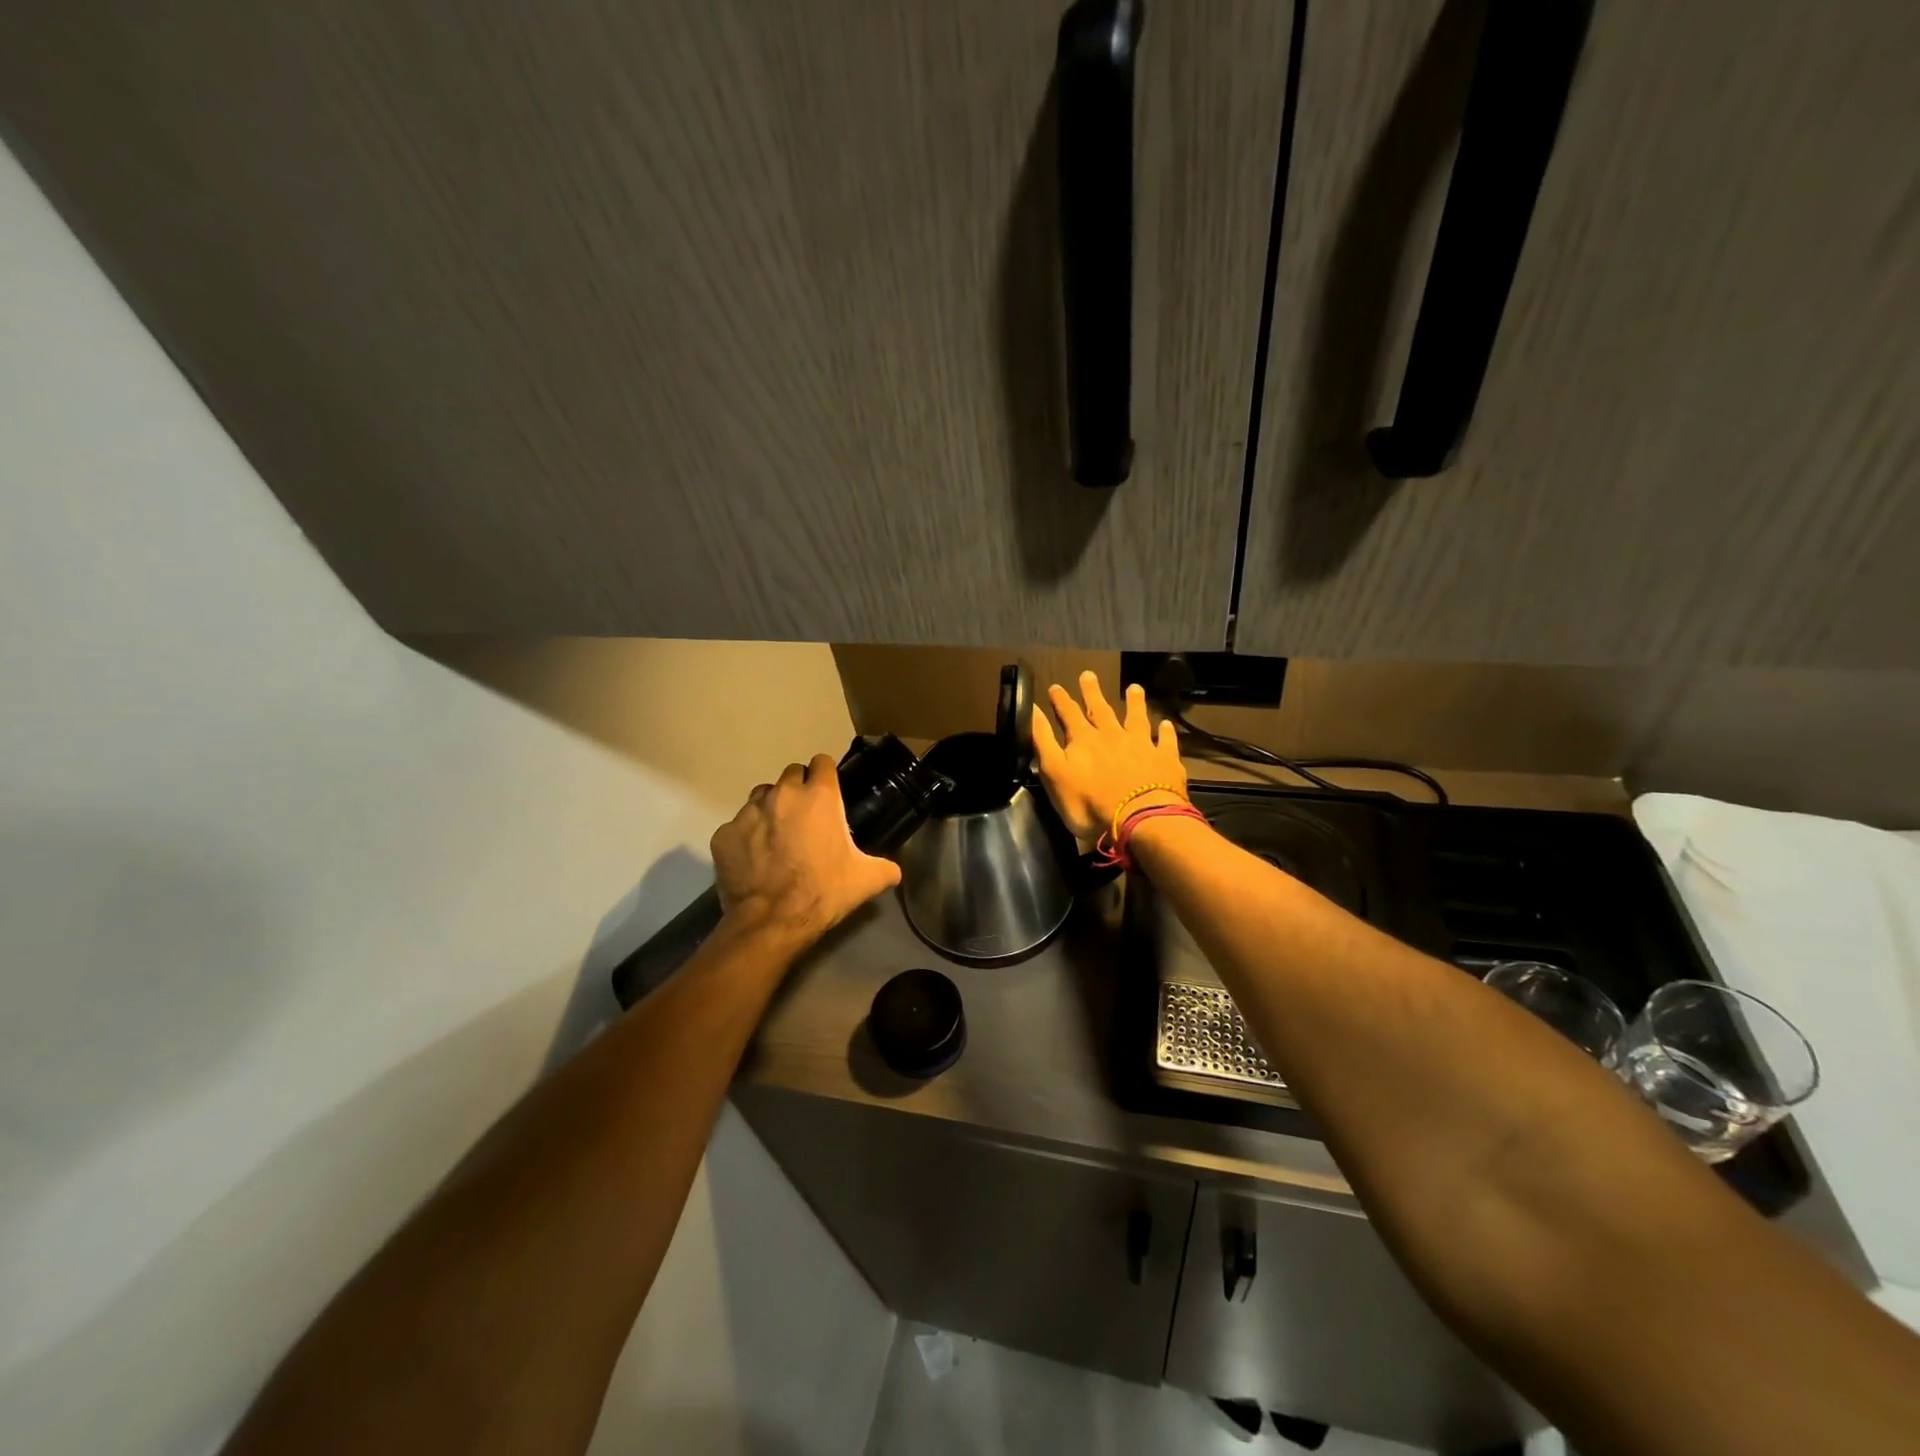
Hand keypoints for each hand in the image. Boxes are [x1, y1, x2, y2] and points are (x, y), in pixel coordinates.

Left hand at [711, 754, 901, 943]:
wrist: (771, 922)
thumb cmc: (823, 892)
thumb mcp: (866, 881)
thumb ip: (885, 868)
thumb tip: (895, 871)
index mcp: (819, 797)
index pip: (822, 762)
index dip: (826, 775)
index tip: (828, 791)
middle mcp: (782, 794)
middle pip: (791, 774)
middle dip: (798, 789)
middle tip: (805, 816)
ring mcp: (748, 812)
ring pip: (761, 796)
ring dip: (770, 808)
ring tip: (777, 835)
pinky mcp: (724, 834)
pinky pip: (737, 827)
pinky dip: (746, 837)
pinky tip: (754, 859)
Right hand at [1031, 671, 1187, 842]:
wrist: (1139, 819)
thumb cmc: (1089, 803)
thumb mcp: (1055, 774)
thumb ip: (1044, 741)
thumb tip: (1032, 710)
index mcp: (1083, 740)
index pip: (1069, 714)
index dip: (1061, 701)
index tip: (1055, 687)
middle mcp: (1112, 736)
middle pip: (1101, 710)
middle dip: (1092, 692)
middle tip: (1089, 674)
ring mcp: (1141, 746)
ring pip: (1136, 718)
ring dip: (1134, 703)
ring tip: (1134, 688)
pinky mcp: (1165, 761)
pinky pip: (1165, 741)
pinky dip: (1165, 732)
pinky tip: (1167, 724)